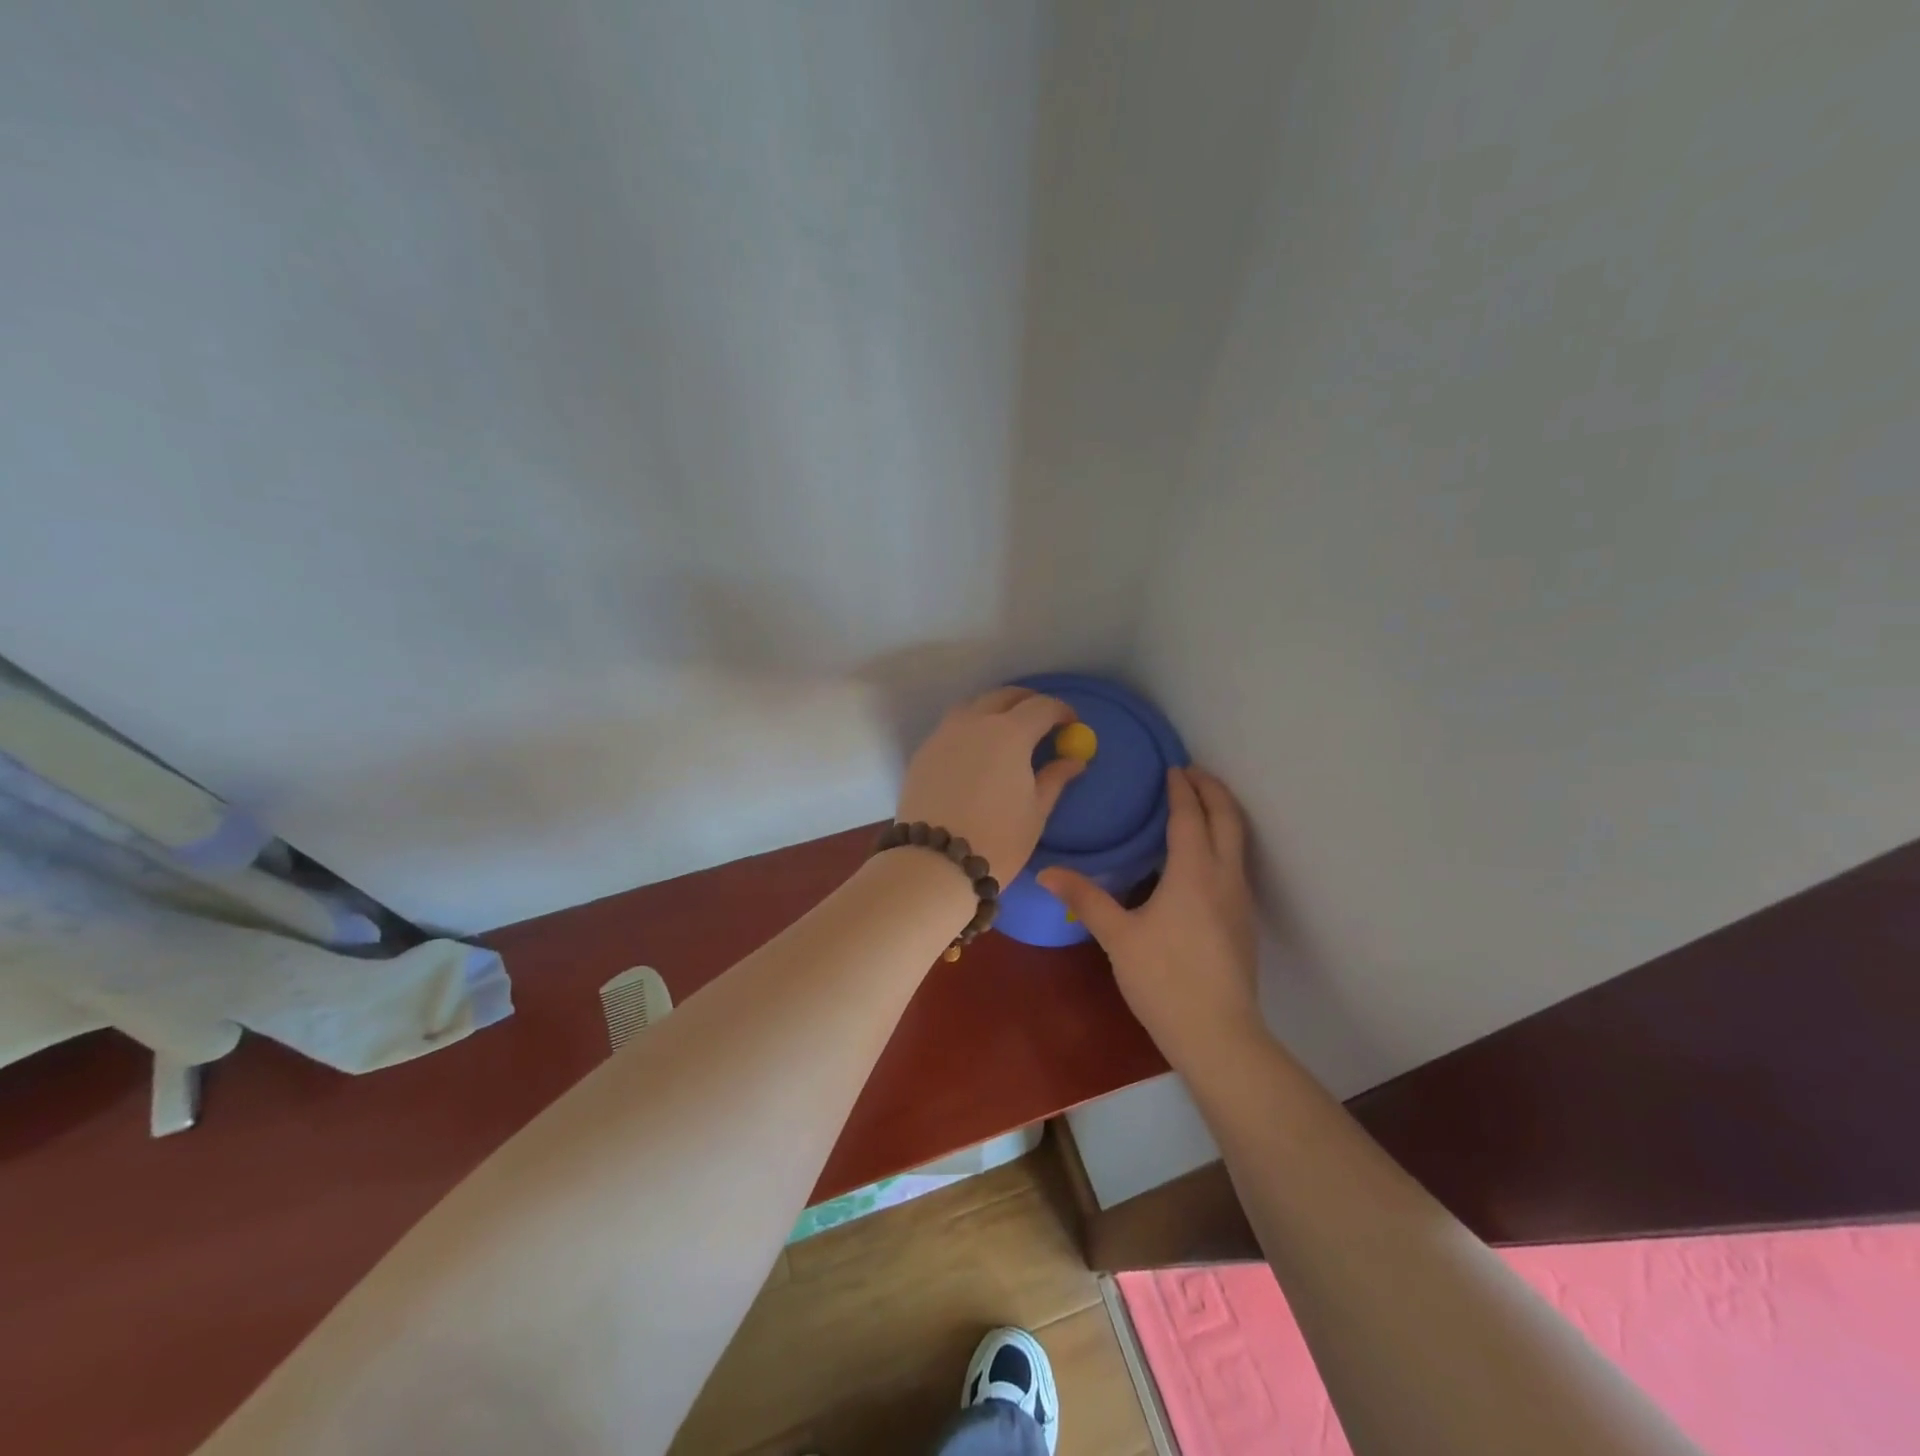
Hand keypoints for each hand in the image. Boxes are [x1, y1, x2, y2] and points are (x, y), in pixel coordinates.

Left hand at [896, 687, 1087, 880]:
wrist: (934, 863)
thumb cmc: (997, 840)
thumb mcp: (1036, 811)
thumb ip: (1055, 778)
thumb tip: (1074, 760)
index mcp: (1010, 733)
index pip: (1042, 706)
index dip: (1061, 711)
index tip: (1071, 723)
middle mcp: (974, 722)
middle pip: (1004, 696)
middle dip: (1027, 702)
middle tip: (1041, 721)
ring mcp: (944, 734)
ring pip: (973, 706)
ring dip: (995, 710)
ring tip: (1006, 733)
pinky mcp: (923, 752)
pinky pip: (951, 728)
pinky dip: (970, 729)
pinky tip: (975, 754)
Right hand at [1039, 767, 1260, 1068]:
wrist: (1218, 1034)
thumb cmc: (1164, 979)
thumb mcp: (1118, 937)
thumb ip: (1085, 898)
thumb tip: (1046, 871)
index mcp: (1193, 872)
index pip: (1190, 817)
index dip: (1181, 790)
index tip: (1172, 768)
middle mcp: (1224, 877)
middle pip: (1227, 819)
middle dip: (1213, 790)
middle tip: (1192, 772)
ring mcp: (1240, 899)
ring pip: (1238, 841)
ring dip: (1222, 814)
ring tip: (1199, 805)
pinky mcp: (1243, 921)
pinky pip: (1236, 863)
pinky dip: (1223, 841)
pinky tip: (1201, 859)